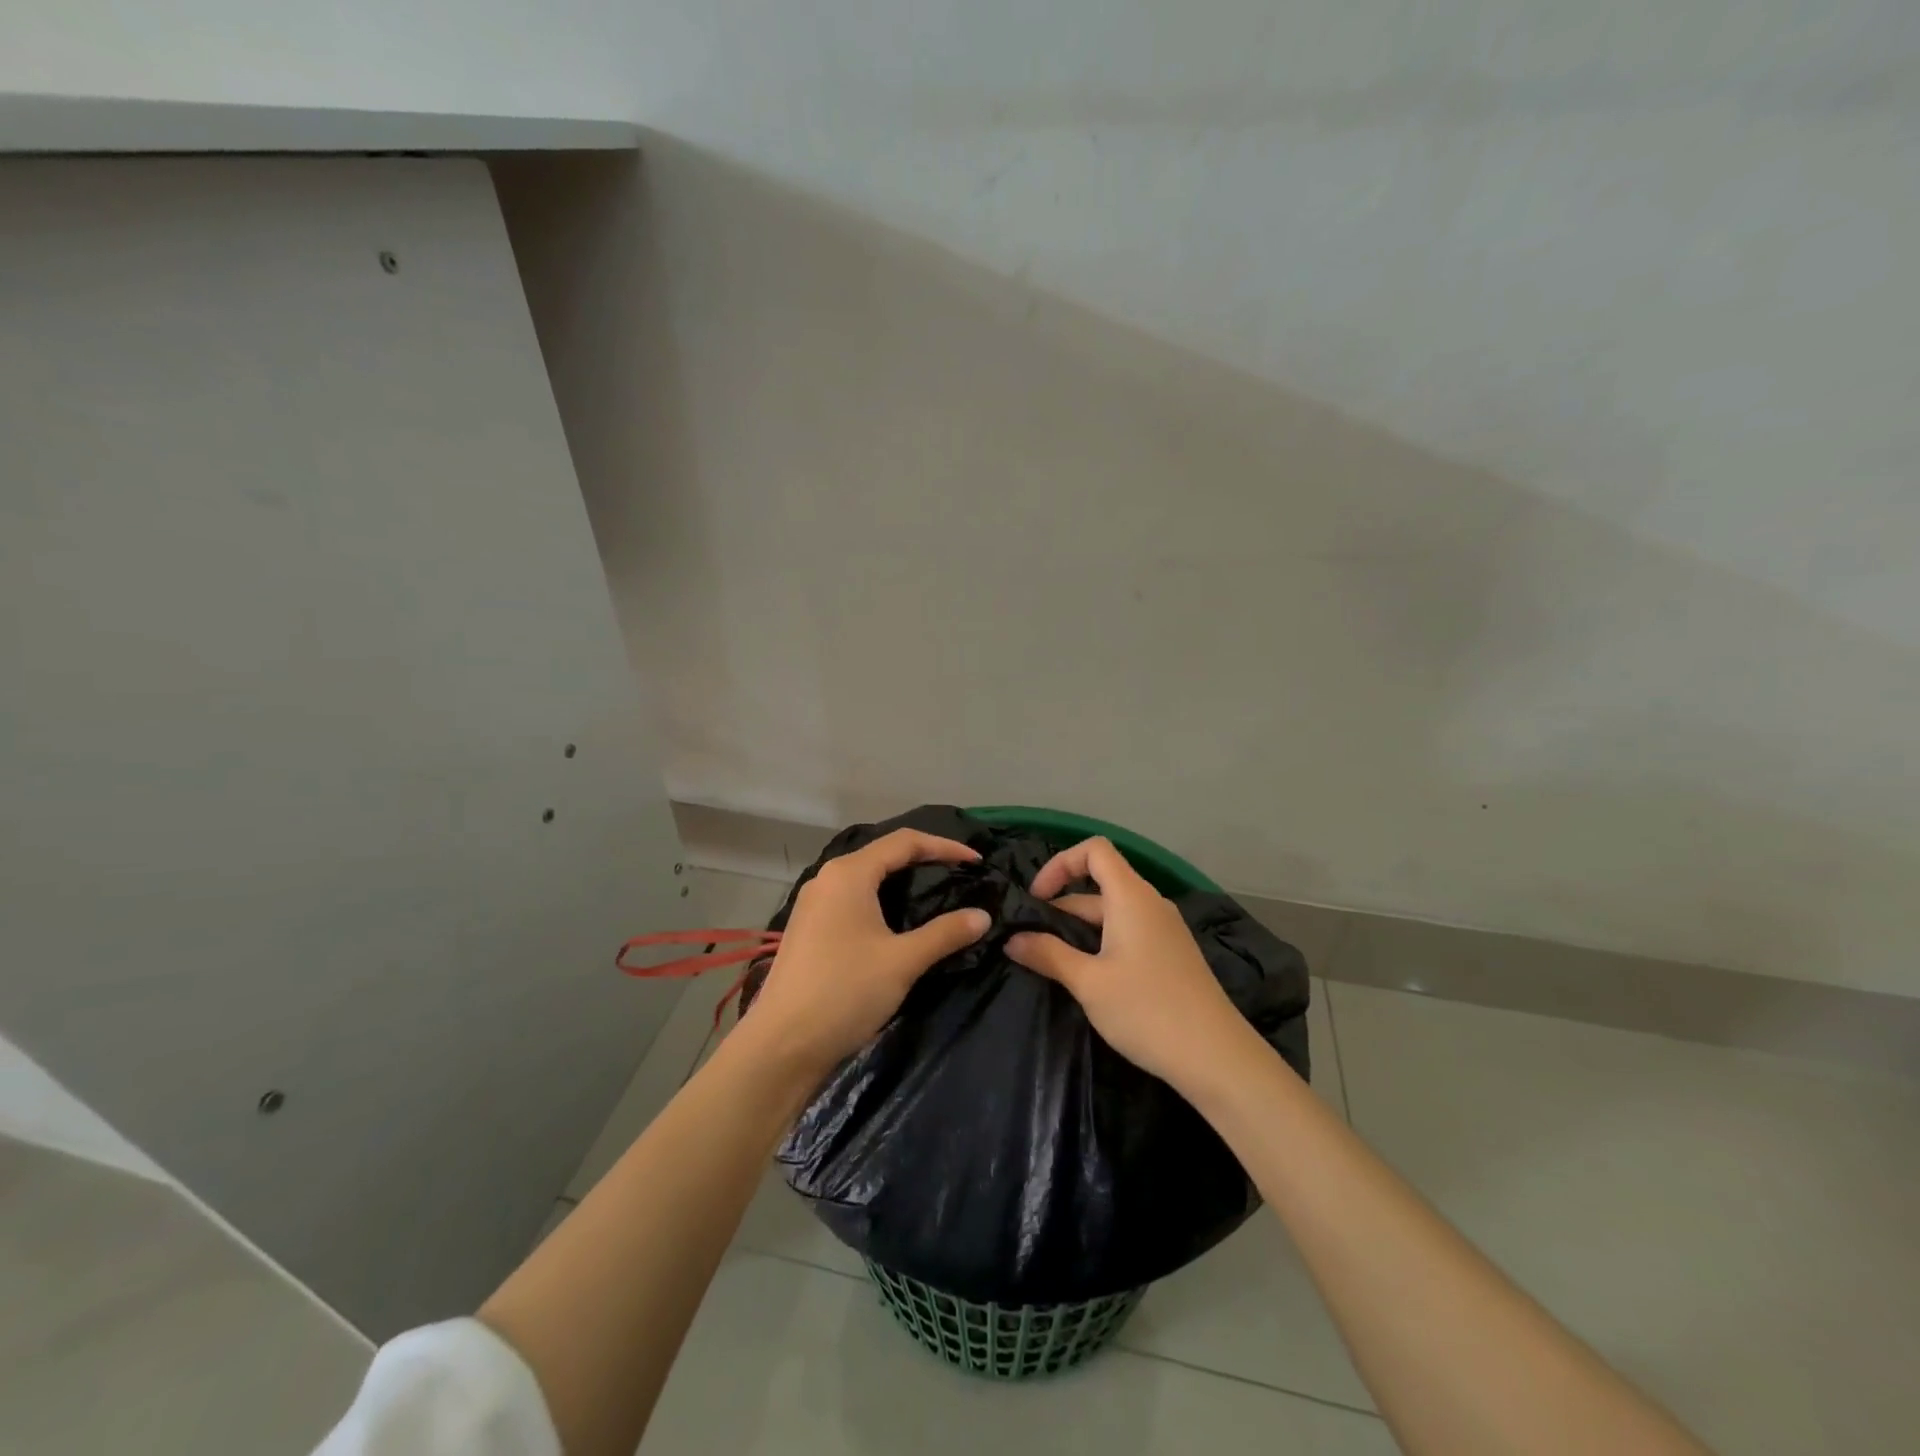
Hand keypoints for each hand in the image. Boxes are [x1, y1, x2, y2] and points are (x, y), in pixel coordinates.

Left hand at [745, 829, 990, 1072]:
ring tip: (937, 896)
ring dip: (903, 882)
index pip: (905, 841)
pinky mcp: (810, 928)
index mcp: (849, 873)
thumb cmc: (844, 992)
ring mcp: (814, 904)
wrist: (781, 1046)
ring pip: (867, 878)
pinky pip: (854, 900)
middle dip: (925, 861)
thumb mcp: (902, 961)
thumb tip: (983, 915)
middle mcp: (828, 879)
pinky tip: (900, 924)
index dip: (945, 846)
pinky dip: (883, 901)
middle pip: (884, 855)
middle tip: (961, 876)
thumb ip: (945, 934)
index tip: (977, 862)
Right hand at [1007, 837, 1253, 1090]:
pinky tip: (1087, 977)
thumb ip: (1048, 954)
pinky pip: (1127, 932)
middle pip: (1099, 884)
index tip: (1037, 900)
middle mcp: (1149, 903)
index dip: (1060, 864)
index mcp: (1131, 896)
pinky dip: (1100, 942)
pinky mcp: (1170, 955)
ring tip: (1051, 962)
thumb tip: (1012, 939)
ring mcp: (1164, 930)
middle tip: (1029, 941)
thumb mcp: (1089, 982)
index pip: (1094, 850)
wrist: (1217, 1058)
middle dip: (1061, 907)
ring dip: (1078, 929)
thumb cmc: (1148, 1010)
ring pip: (1112, 913)